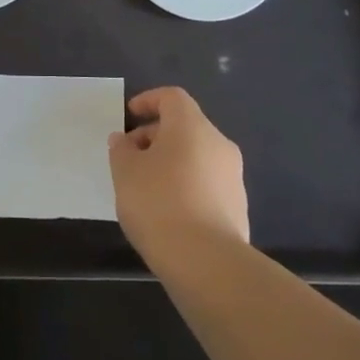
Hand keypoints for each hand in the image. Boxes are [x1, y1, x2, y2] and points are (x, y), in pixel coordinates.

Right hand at [109, 86, 249, 263]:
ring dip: (172, 162)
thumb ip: (121, 149)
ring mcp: (233, 177)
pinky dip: (186, 186)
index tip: (129, 116)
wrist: (206, 262)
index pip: (172, 97)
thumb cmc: (158, 203)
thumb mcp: (125, 171)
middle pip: (185, 127)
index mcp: (192, 126)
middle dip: (156, 136)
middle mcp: (219, 144)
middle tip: (131, 157)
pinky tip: (168, 211)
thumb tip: (125, 140)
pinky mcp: (238, 207)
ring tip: (146, 187)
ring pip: (197, 156)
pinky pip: (207, 183)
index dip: (148, 101)